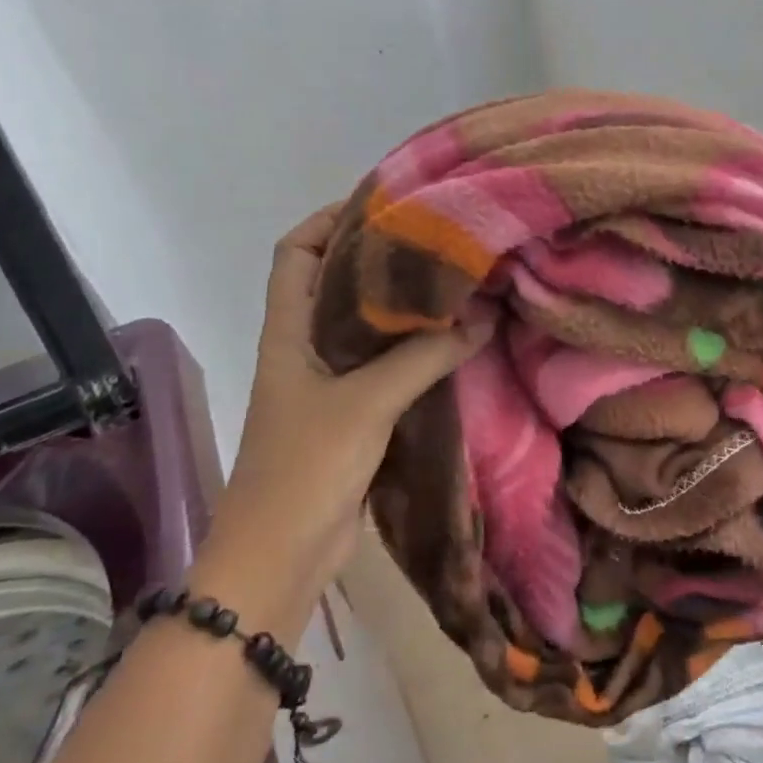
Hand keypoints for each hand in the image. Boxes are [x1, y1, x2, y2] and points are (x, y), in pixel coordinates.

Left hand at [199, 205, 491, 602]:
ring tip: (458, 284)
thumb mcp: (367, 402)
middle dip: (382, 259)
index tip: (385, 204)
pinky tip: (457, 344)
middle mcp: (305, 347)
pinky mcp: (353, 414)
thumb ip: (425, 356)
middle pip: (337, 283)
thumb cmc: (307, 468)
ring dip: (406, 308)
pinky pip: (387, 367)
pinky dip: (418, 351)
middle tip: (440, 241)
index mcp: (288, 331)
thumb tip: (482, 317)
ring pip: (367, 327)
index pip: (296, 252)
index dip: (330, 220)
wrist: (280, 558)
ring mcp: (329, 383)